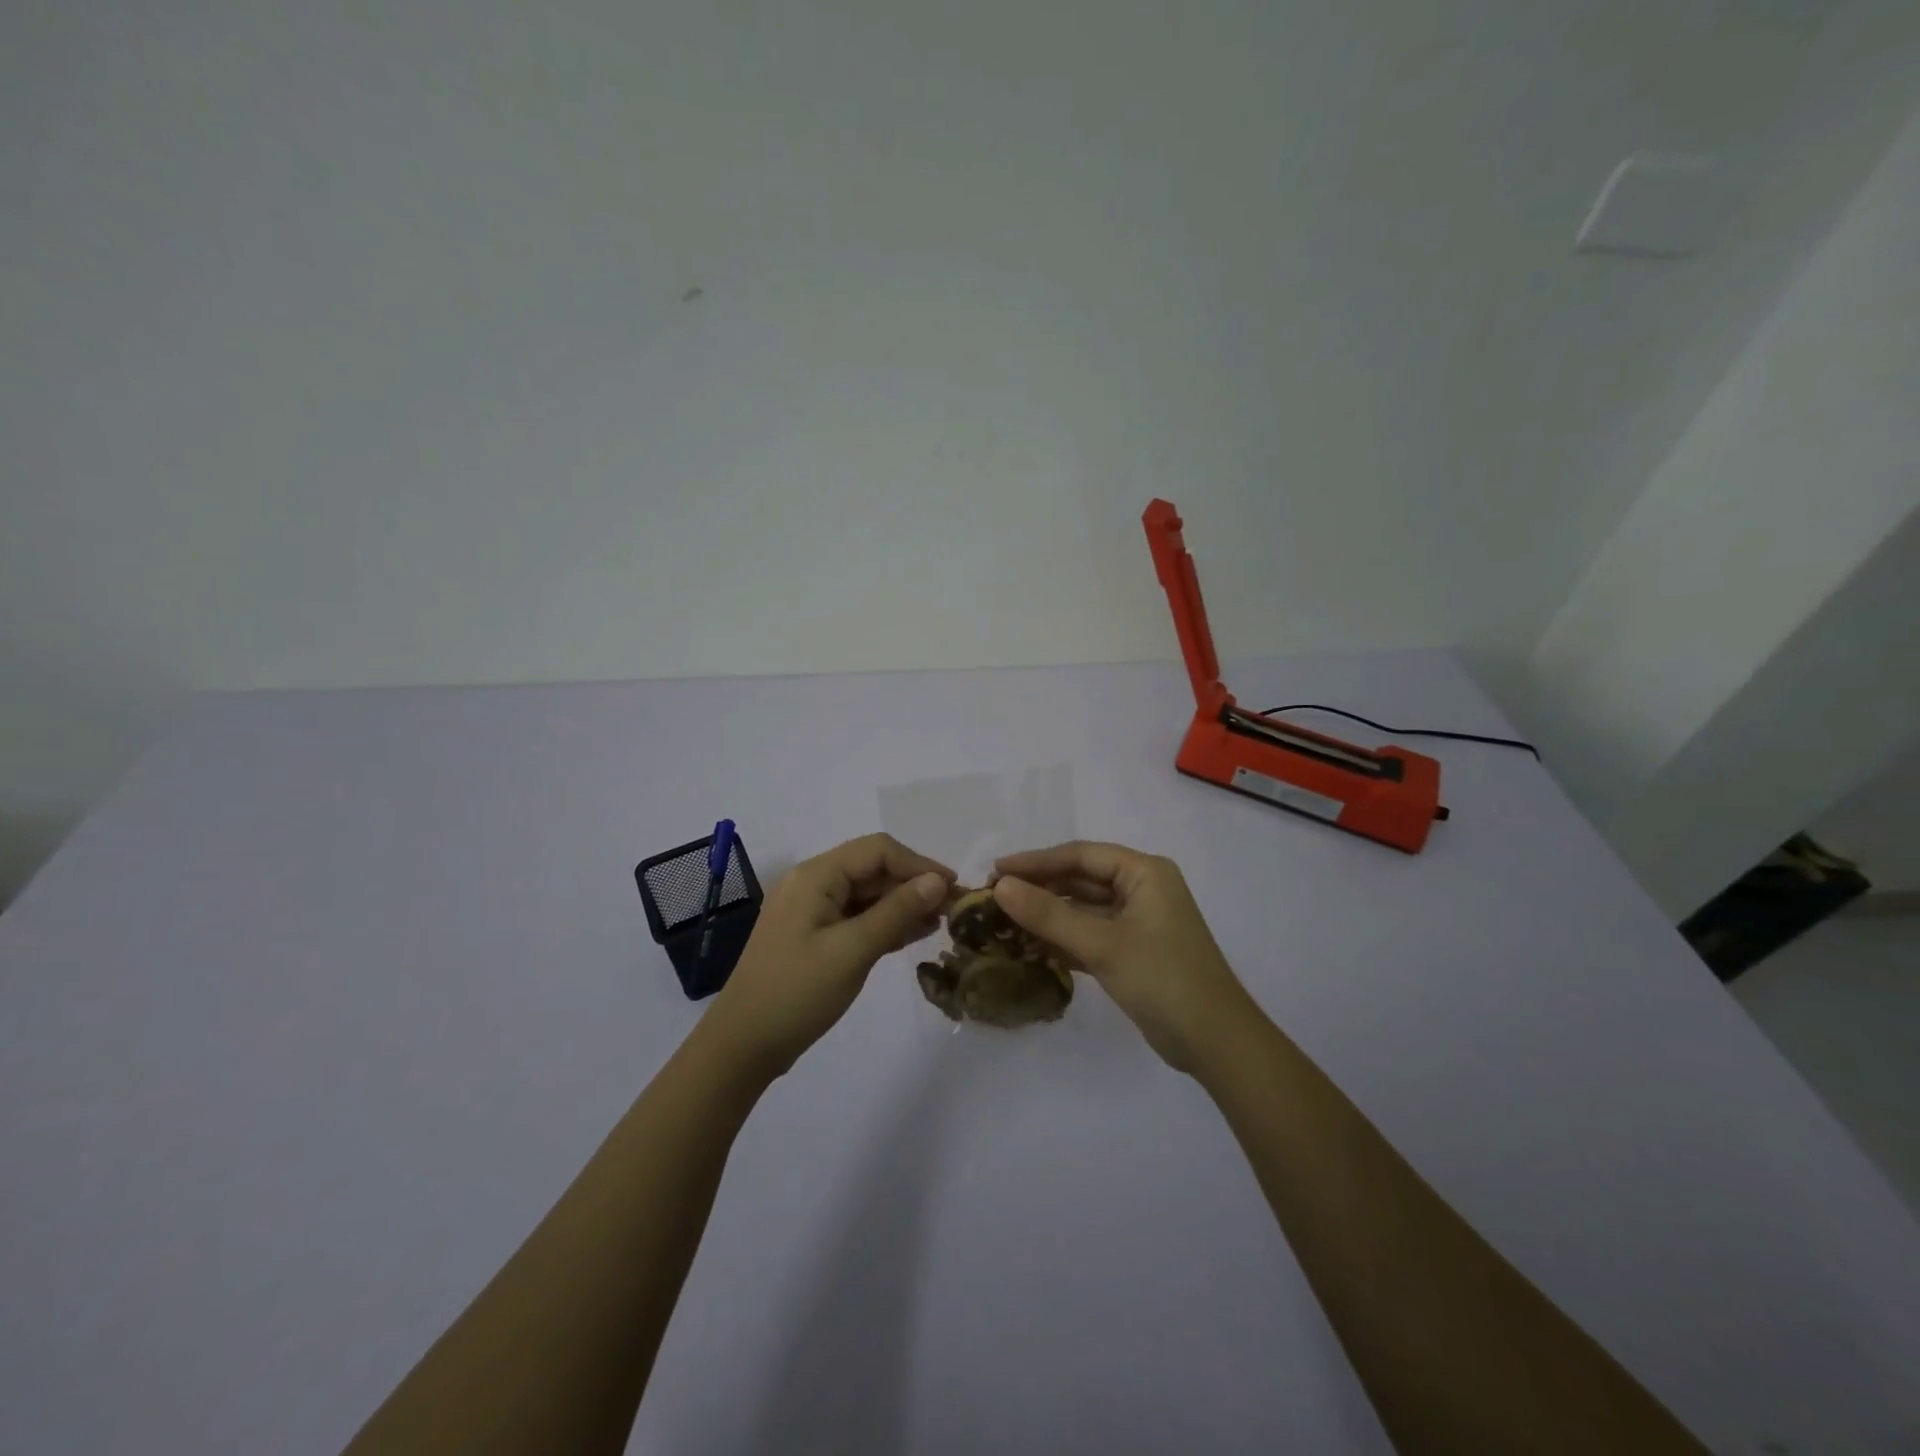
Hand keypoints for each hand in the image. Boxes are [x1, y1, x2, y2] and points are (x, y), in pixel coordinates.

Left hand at [702, 834, 954, 1079]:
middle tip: (953, 908)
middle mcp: (812, 883)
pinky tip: (915, 934)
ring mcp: (811, 911)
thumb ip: (897, 911)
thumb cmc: (797, 993)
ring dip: (903, 904)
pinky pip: (856, 917)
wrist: (742, 1046)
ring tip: (941, 922)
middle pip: (873, 868)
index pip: (878, 850)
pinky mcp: (814, 936)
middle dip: (914, 884)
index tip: (954, 888)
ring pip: (867, 894)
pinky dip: (885, 922)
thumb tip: (937, 881)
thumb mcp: (853, 950)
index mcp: (816, 875)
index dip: (919, 864)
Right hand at [993, 842, 1257, 1073]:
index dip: (1036, 861)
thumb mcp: (1103, 944)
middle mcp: (1142, 889)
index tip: (995, 871)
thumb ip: (1049, 915)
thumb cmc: (1163, 979)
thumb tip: (1000, 887)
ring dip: (1047, 916)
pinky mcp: (1133, 952)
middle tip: (992, 898)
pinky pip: (1090, 935)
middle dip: (1039, 888)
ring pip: (1083, 910)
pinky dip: (1062, 940)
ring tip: (1002, 922)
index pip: (1080, 856)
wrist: (1216, 1043)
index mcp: (1144, 872)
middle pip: (1080, 880)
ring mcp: (1138, 922)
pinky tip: (1029, 947)